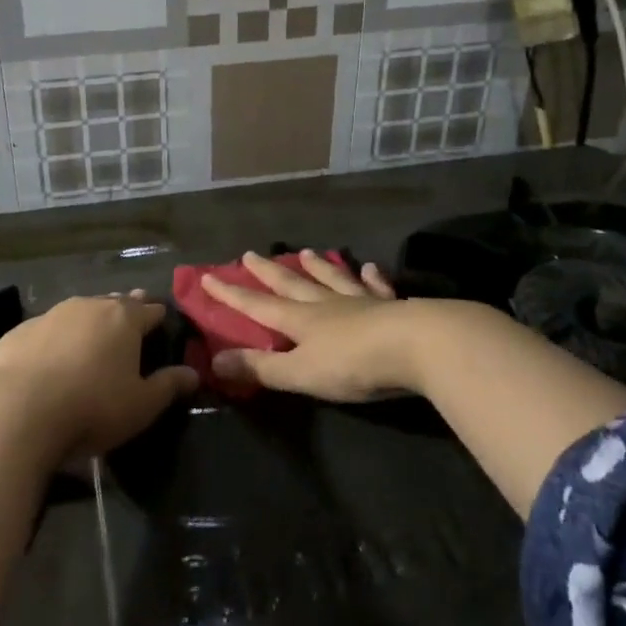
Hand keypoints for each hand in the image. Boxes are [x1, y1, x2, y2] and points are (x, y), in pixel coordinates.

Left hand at [0, 293, 197, 462]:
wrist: (18, 411)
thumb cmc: (92, 407)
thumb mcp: (141, 405)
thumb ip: (168, 386)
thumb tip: (194, 373)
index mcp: (123, 319)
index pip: (149, 310)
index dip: (157, 315)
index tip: (162, 318)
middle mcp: (88, 306)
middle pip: (114, 303)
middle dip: (125, 309)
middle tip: (130, 317)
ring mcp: (50, 315)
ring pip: (79, 311)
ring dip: (88, 320)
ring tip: (92, 334)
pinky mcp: (19, 332)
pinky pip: (46, 329)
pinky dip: (55, 338)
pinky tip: (51, 355)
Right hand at [199, 249, 420, 401]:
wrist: (418, 346)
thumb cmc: (354, 364)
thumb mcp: (300, 373)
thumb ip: (260, 368)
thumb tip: (214, 361)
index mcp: (300, 321)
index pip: (257, 305)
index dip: (231, 294)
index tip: (208, 276)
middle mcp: (326, 304)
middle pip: (291, 284)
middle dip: (268, 272)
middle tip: (249, 254)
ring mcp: (360, 301)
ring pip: (332, 279)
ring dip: (317, 267)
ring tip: (304, 252)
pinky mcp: (393, 306)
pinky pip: (377, 287)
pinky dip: (370, 277)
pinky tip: (369, 267)